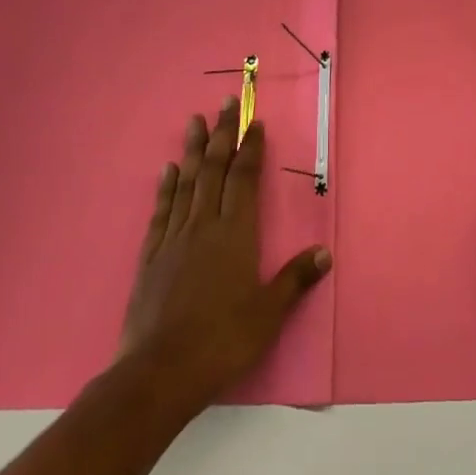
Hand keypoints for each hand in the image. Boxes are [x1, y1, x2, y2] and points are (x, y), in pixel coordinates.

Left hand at [119, 100, 330, 412]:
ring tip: (194, 120)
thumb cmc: (222, 341)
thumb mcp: (268, 314)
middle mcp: (204, 226)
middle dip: (222, 134)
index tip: (254, 122)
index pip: (245, 179)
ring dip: (192, 149)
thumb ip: (294, 279)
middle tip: (225, 102)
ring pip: (186, 183)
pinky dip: (166, 187)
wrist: (159, 372)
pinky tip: (168, 170)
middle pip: (214, 170)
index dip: (250, 148)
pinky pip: (161, 211)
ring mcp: (174, 239)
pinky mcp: (151, 257)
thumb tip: (324, 252)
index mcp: (236, 234)